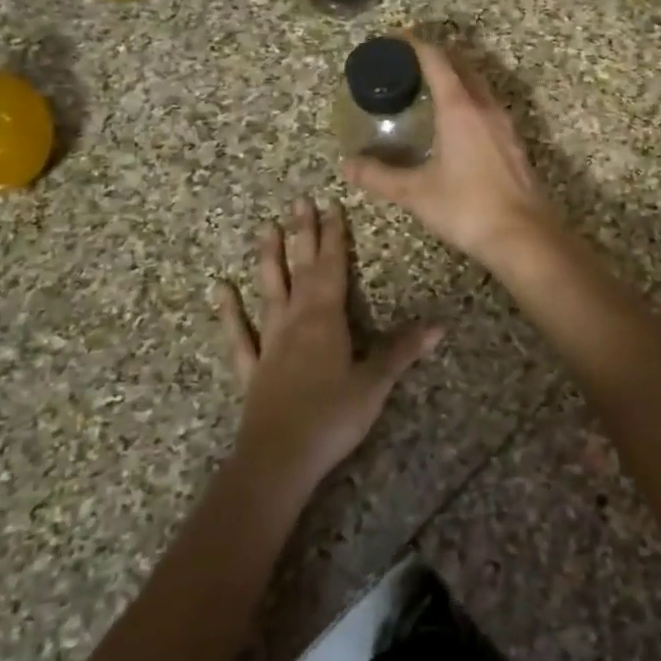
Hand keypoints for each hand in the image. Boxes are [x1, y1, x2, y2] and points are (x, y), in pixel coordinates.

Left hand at [216, 198, 442, 498]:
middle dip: (303, 235)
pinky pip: (238, 334)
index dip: (333, 236)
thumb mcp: (375, 383)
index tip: (331, 206)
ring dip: (268, 259)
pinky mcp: (252, 368)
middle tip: (298, 202)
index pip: (332, 267)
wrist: (279, 459)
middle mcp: (295, 320)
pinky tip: (220, 290)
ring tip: (265, 228)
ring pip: (269, 291)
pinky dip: (229, 312)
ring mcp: (269, 342)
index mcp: (326, 318)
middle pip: (300, 269)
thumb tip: (440, 325)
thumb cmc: (332, 417)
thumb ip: (402, 351)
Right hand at [343, 36, 557, 268]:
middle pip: (462, 65)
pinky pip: (489, 107)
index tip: (395, 38)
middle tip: (409, 62)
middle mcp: (485, 107)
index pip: (436, 60)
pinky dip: (471, 101)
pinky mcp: (514, 143)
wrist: (523, 235)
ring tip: (431, 89)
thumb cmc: (467, 207)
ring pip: (480, 86)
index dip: (414, 44)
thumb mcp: (416, 192)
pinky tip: (459, 123)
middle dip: (437, 56)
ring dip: (457, 77)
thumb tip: (348, 165)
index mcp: (460, 108)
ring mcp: (505, 124)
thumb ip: (379, 176)